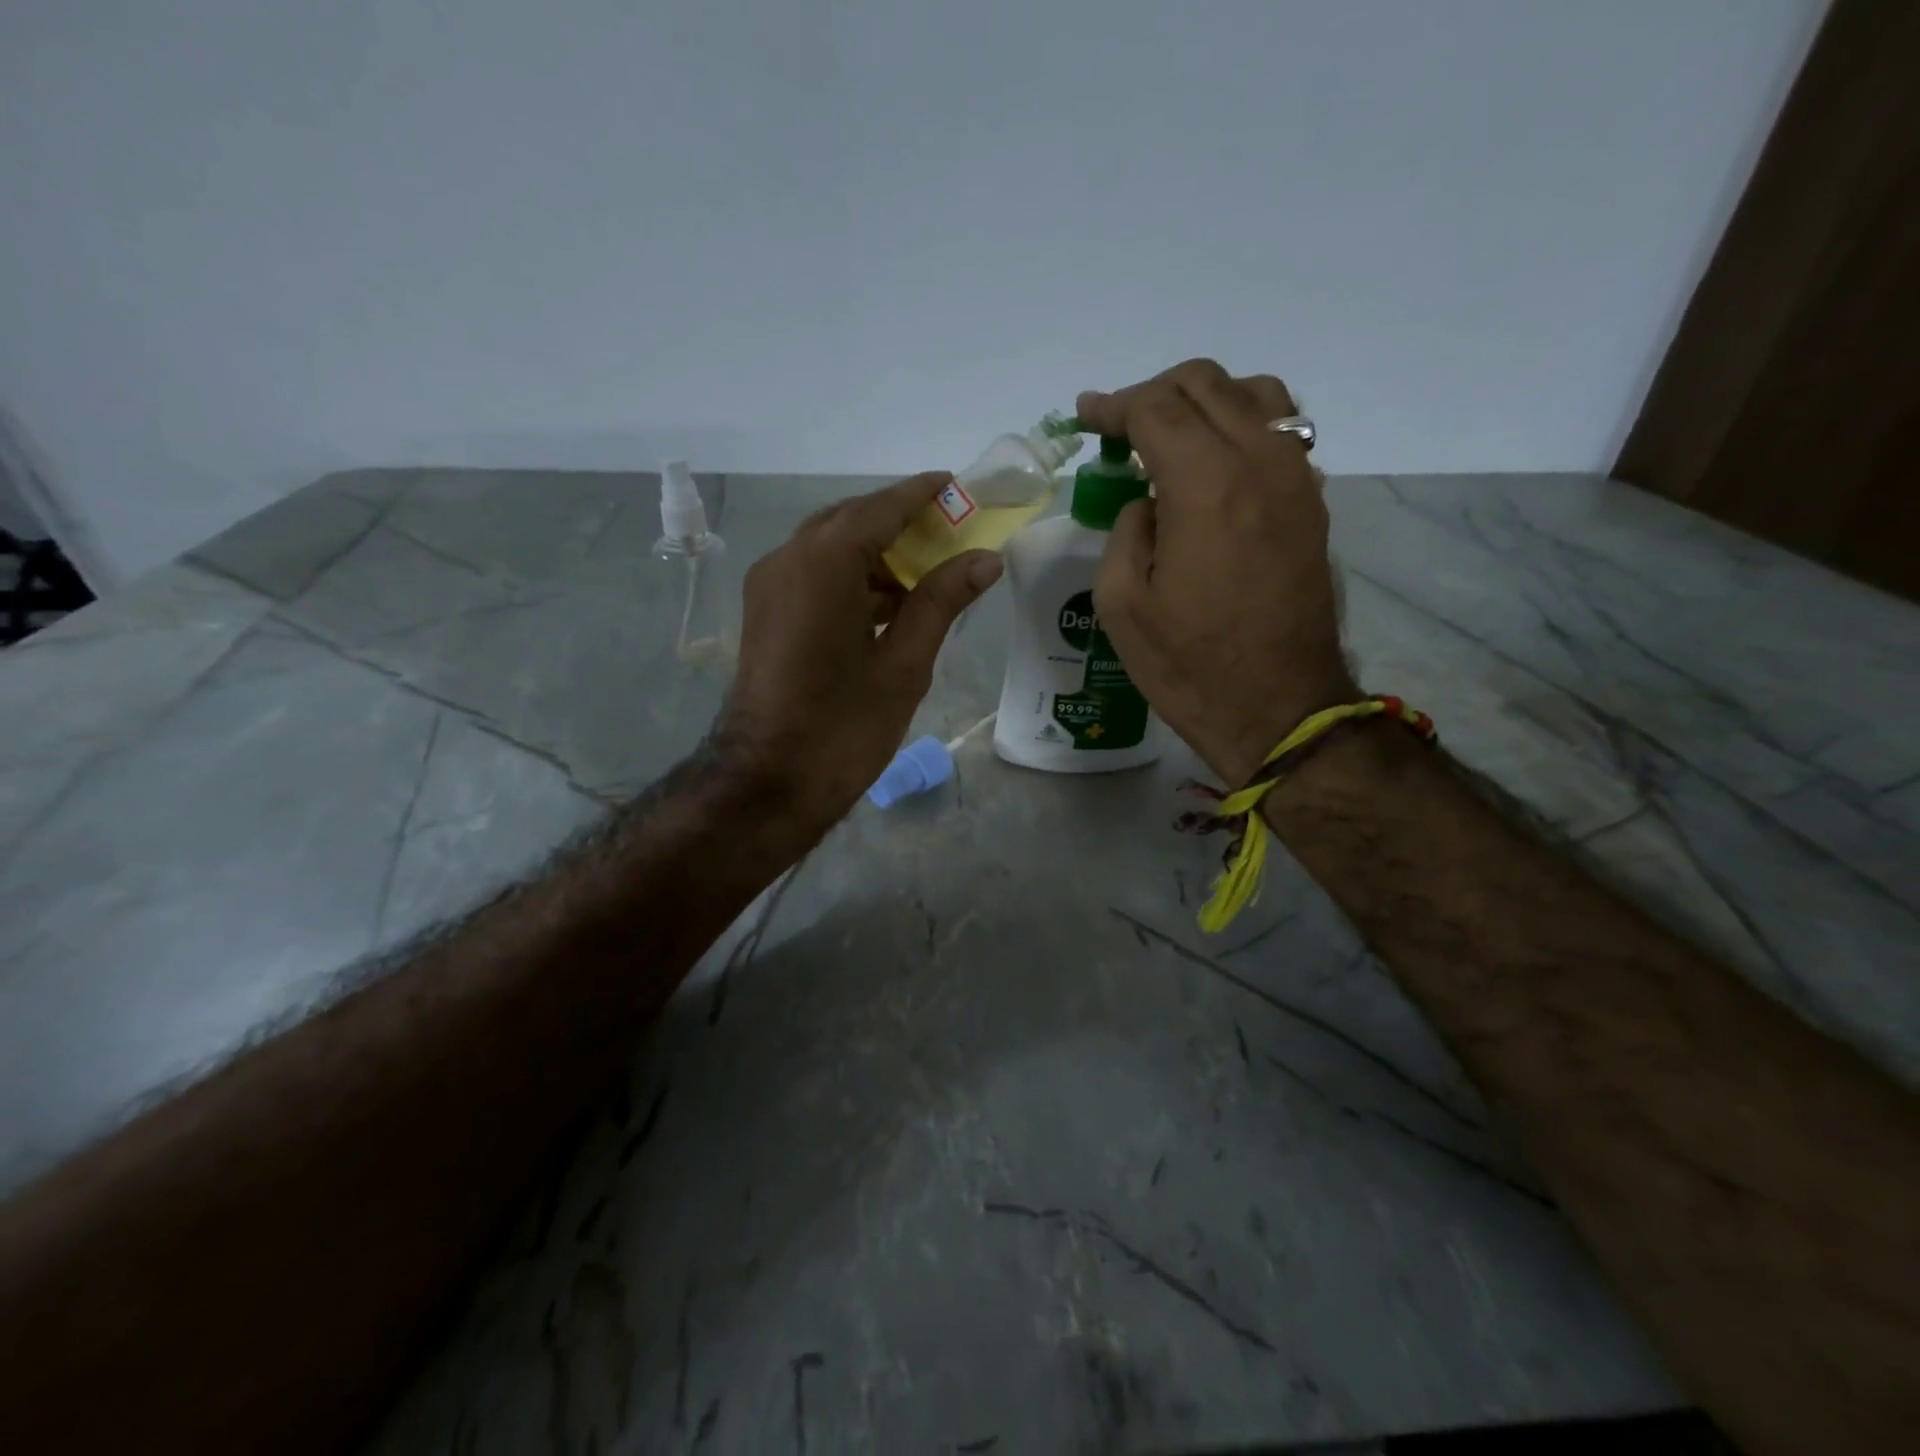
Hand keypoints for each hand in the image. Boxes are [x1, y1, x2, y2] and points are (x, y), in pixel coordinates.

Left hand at [712, 473, 1003, 833]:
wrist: (769, 783)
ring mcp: (770, 586)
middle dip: (899, 521)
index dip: (920, 494)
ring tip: (928, 570)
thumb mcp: (904, 664)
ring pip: (830, 547)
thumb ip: (941, 602)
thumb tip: (985, 559)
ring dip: (875, 552)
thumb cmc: (844, 728)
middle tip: (949, 531)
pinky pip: (814, 574)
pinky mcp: (765, 612)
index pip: (879, 509)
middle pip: (851, 520)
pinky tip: (890, 602)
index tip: (955, 484)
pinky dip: (852, 577)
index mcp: (823, 564)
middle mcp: (788, 560)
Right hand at [1077, 359, 1356, 785]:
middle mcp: (1259, 462)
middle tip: (1120, 427)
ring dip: (1204, 400)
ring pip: (1254, 395)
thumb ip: (1126, 531)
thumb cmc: (1188, 665)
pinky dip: (1240, 425)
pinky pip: (1280, 431)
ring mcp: (1296, 478)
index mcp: (1205, 485)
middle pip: (1206, 384)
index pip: (1155, 408)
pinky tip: (1214, 462)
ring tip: (1171, 435)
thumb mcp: (1121, 604)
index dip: (1114, 406)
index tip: (1086, 417)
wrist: (1278, 708)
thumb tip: (1149, 502)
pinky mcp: (1312, 503)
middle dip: (1154, 393)